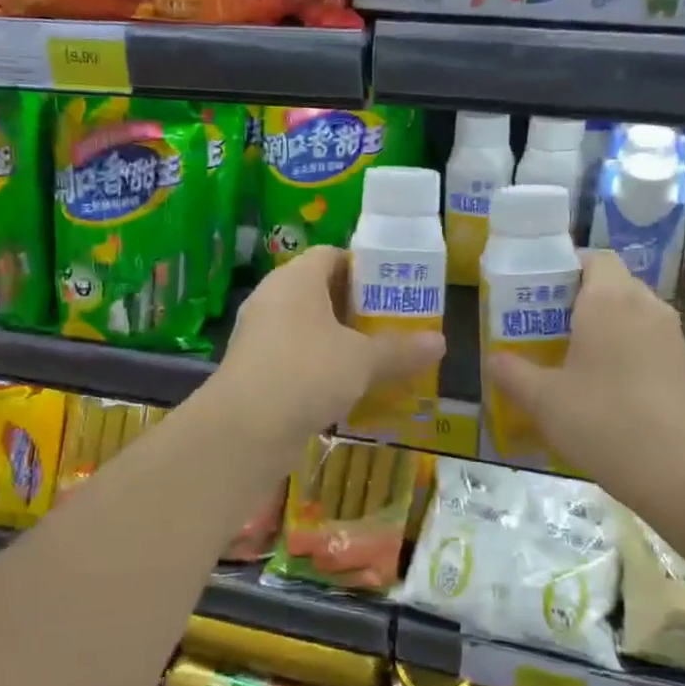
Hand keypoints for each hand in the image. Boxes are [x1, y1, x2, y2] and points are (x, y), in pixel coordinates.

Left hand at [216, 246, 445, 443]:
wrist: (244, 430)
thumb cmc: (307, 373)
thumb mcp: (363, 360)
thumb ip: (401, 350)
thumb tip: (440, 342)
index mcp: (296, 279)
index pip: (331, 255)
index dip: (364, 266)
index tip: (394, 287)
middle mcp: (273, 299)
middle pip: (321, 292)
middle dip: (358, 308)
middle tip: (394, 323)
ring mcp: (260, 336)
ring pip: (309, 328)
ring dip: (341, 341)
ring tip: (378, 357)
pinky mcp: (256, 371)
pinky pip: (296, 358)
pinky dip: (322, 368)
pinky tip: (349, 388)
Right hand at [484, 250, 684, 491]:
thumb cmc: (605, 422)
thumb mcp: (544, 401)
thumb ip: (512, 374)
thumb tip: (494, 359)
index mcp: (610, 299)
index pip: (593, 257)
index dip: (566, 267)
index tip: (539, 293)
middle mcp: (647, 307)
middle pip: (613, 286)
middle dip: (580, 302)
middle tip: (546, 330)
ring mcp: (673, 339)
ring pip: (633, 317)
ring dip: (606, 331)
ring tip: (574, 363)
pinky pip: (650, 346)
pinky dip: (628, 356)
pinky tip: (608, 394)